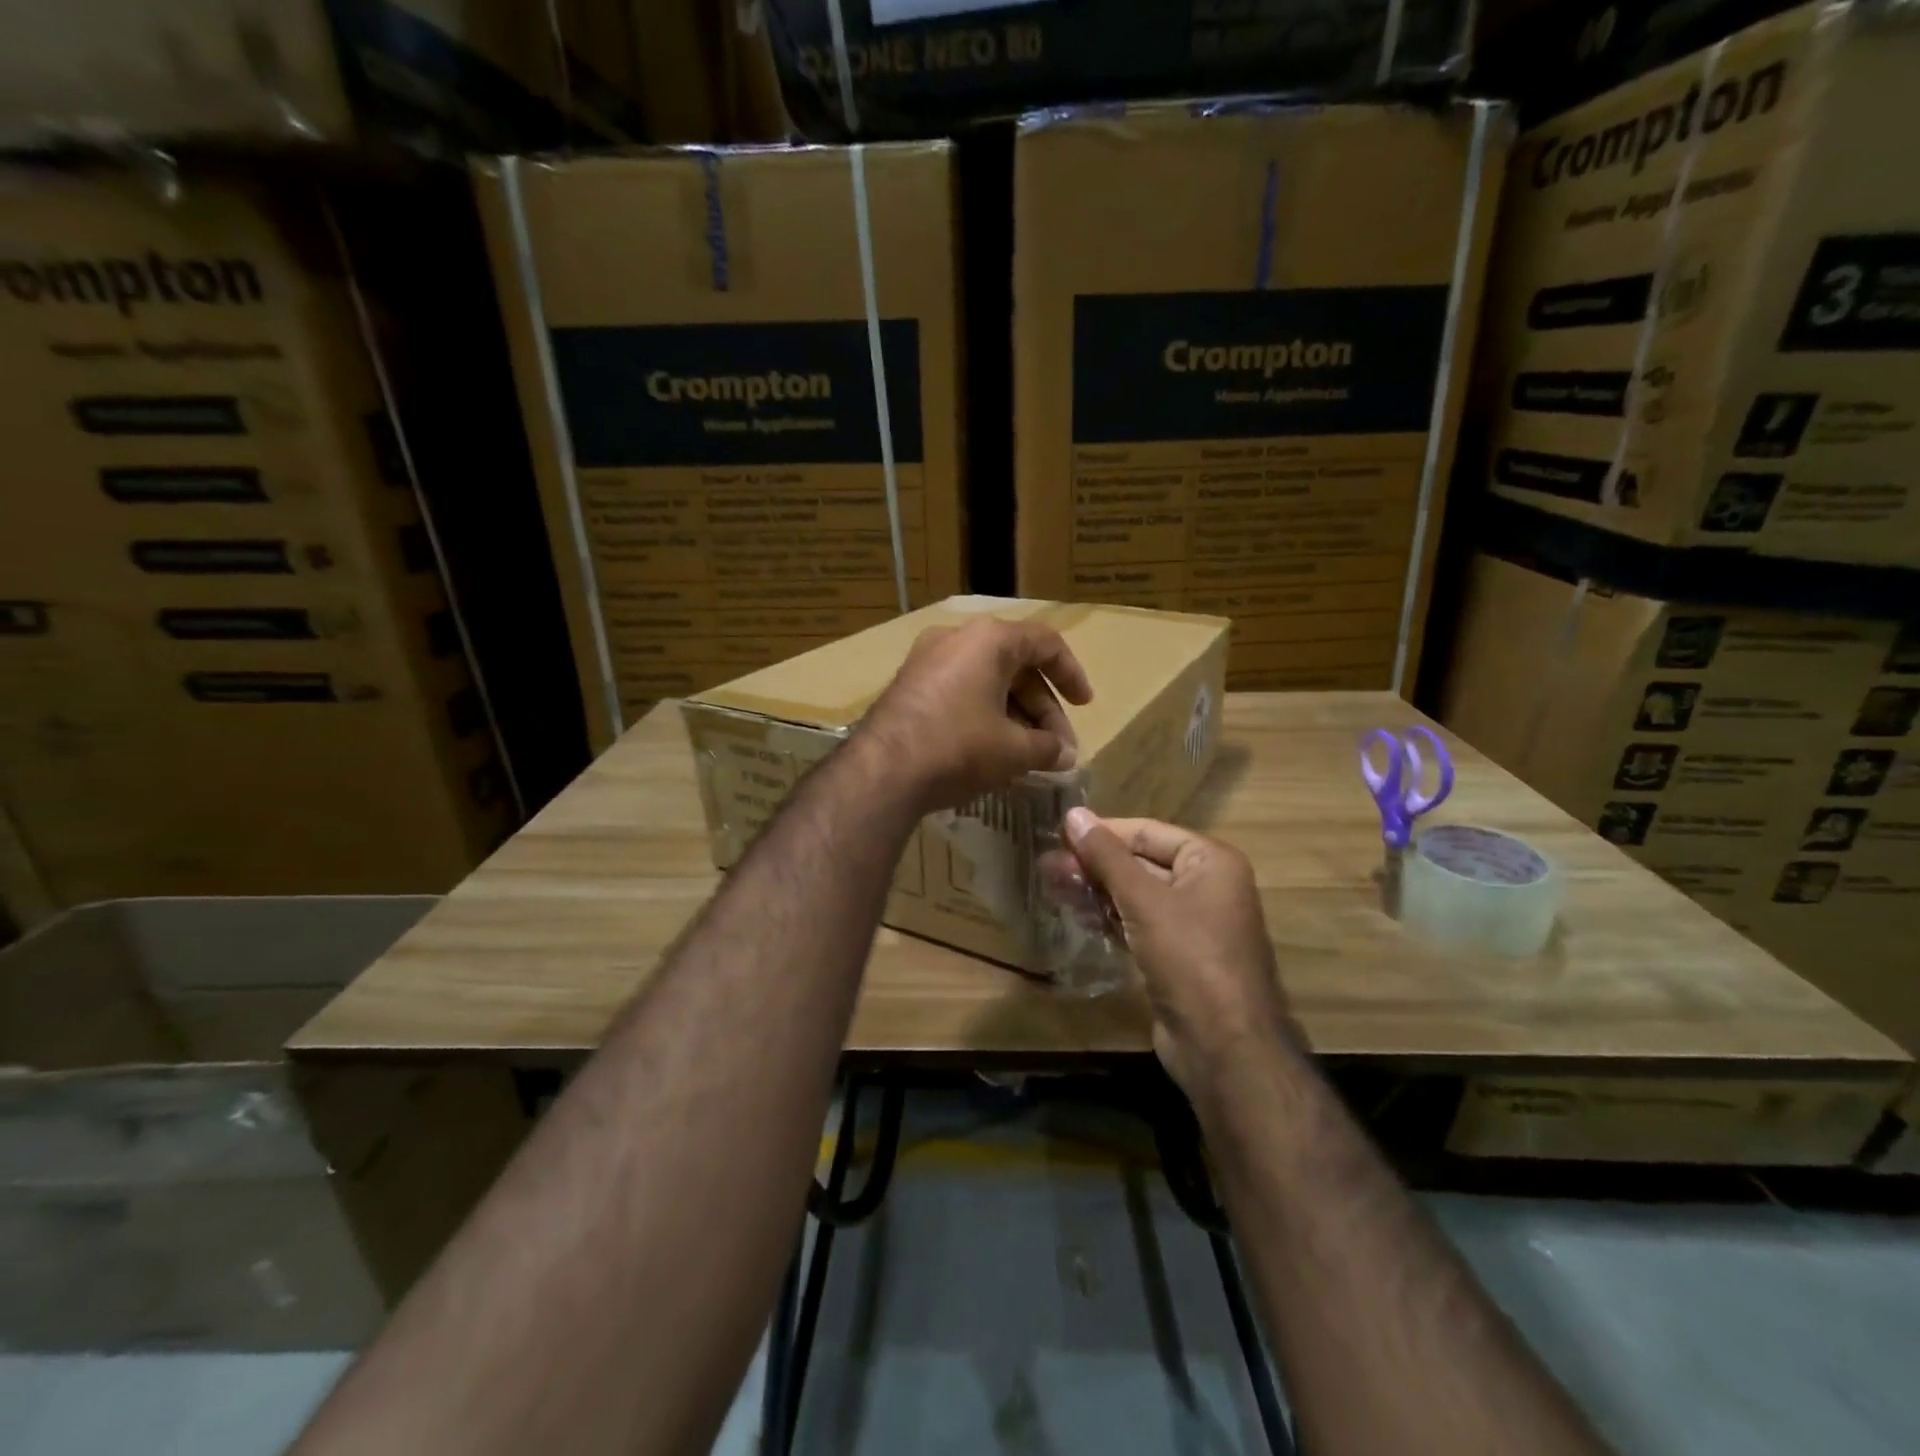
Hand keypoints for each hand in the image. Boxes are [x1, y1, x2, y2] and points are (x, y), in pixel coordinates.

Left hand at [861, 617, 1092, 812]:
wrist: (882, 771)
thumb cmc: (959, 747)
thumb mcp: (1013, 750)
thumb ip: (1047, 748)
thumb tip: (1065, 756)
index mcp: (989, 639)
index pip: (1045, 643)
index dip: (1071, 674)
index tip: (1084, 705)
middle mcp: (956, 638)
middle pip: (1015, 665)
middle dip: (1041, 708)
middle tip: (1057, 747)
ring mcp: (927, 660)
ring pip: (986, 680)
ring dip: (1014, 714)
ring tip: (1030, 755)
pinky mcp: (909, 685)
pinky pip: (960, 691)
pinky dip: (984, 714)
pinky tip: (994, 750)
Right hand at [1062, 810, 1296, 1099]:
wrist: (1223, 1046)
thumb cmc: (1190, 957)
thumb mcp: (1145, 900)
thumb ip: (1107, 856)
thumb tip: (1074, 813)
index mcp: (1210, 861)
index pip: (1147, 831)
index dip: (1102, 831)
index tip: (1057, 833)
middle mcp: (1204, 886)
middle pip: (1140, 863)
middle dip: (1093, 863)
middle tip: (1046, 864)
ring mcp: (1190, 924)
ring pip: (1134, 895)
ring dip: (1095, 890)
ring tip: (1051, 884)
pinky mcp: (1175, 956)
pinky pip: (1136, 924)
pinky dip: (1108, 917)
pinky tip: (1076, 914)